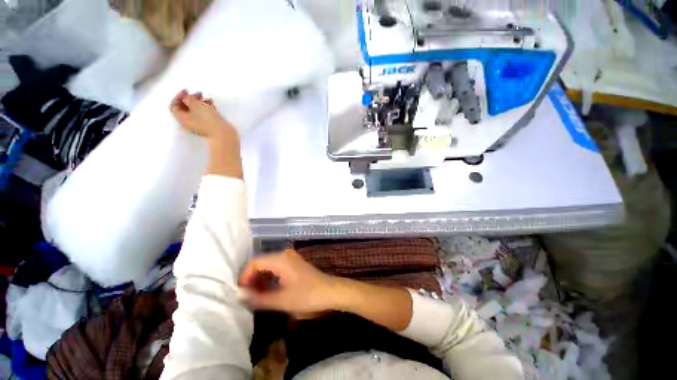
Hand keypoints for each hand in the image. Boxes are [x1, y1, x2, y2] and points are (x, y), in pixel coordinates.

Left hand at [170, 90, 234, 139]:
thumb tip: (187, 99)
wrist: (223, 133)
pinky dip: (206, 108)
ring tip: (207, 98)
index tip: (186, 90)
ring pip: (195, 111)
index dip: (178, 96)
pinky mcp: (208, 126)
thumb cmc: (208, 119)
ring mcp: (199, 125)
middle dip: (190, 99)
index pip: (174, 106)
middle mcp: (188, 122)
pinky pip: (204, 115)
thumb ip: (188, 99)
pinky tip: (212, 104)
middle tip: (198, 93)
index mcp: (181, 118)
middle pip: (185, 108)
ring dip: (199, 103)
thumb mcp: (196, 105)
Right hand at [239, 250, 346, 314]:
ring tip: (256, 296)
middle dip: (252, 278)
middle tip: (247, 297)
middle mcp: (285, 255)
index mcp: (281, 259)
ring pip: (269, 265)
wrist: (331, 292)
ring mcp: (291, 259)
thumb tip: (240, 296)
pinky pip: (277, 268)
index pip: (255, 262)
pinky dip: (270, 278)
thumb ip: (259, 298)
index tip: (240, 293)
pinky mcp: (295, 264)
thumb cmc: (307, 296)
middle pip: (262, 262)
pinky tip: (268, 290)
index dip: (245, 276)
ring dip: (261, 279)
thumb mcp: (281, 300)